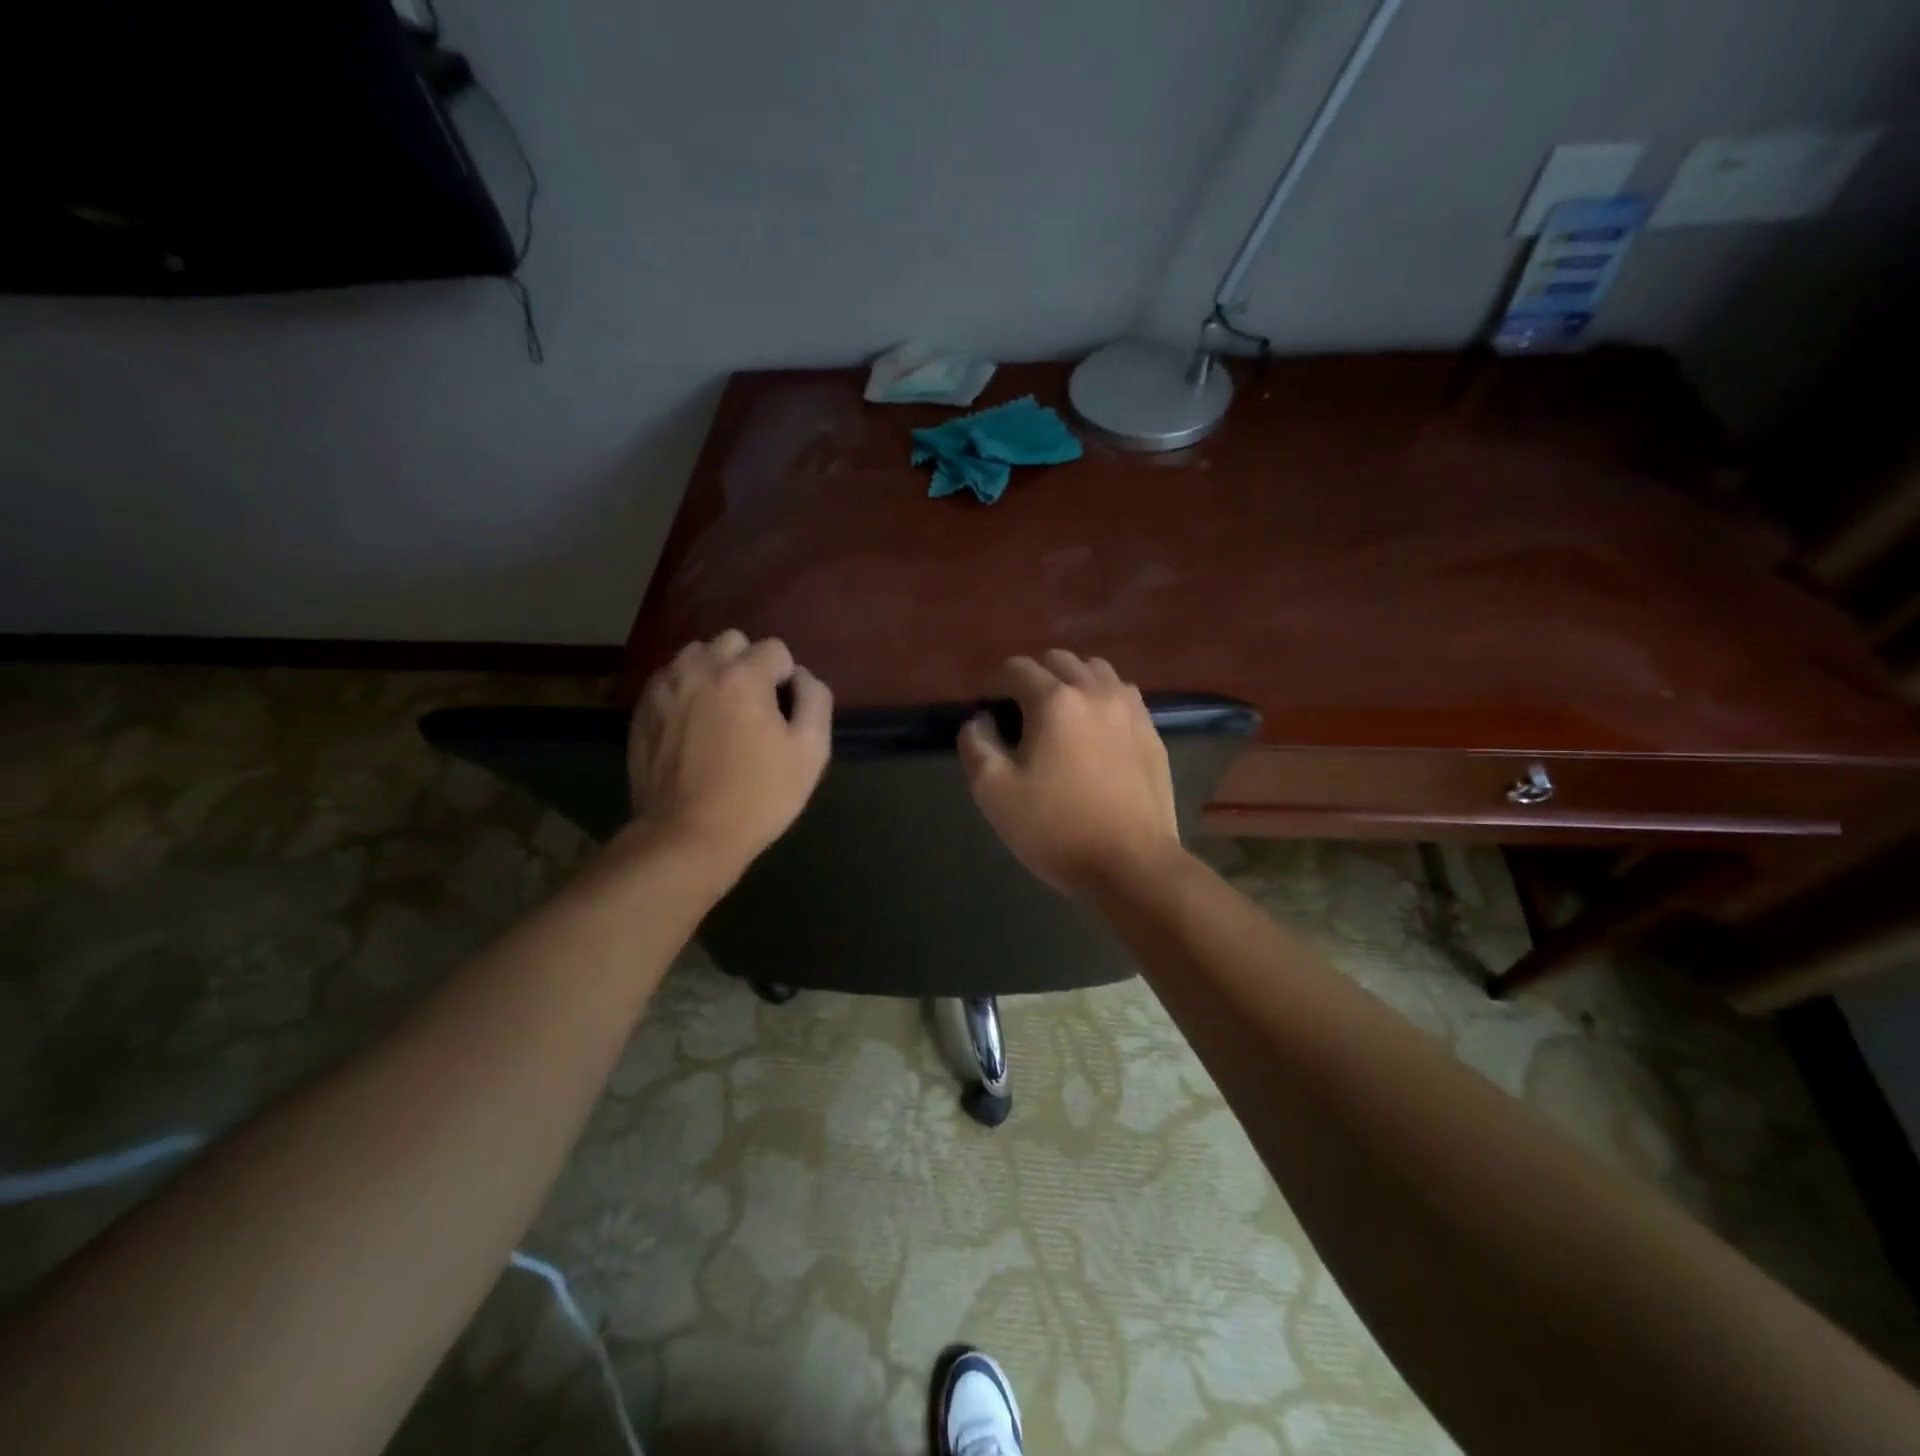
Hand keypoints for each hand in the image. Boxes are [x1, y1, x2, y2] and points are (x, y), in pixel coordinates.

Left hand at [627, 631, 831, 876]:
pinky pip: (669, 680)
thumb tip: (801, 676)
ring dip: (714, 672)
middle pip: (732, 641)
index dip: (786, 679)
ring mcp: (664, 688)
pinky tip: (693, 726)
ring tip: (720, 711)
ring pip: (696, 655)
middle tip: (753, 708)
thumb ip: (815, 700)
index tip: (783, 714)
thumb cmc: (758, 796)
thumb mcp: (810, 752)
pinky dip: (685, 690)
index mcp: (743, 676)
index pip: (776, 649)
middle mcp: (699, 669)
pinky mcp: (641, 710)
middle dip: (748, 665)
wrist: (687, 835)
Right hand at [958, 650, 1179, 896]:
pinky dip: (1100, 700)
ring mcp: (1130, 709)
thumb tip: (981, 721)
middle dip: (1033, 679)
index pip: (1015, 668)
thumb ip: (976, 745)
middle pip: (1057, 661)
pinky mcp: (1151, 732)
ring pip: (1094, 671)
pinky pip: (1121, 695)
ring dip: (1070, 683)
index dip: (994, 688)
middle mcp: (1095, 691)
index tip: (990, 718)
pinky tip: (1094, 735)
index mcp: (1054, 700)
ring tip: (1060, 720)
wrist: (1132, 865)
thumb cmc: (1056, 829)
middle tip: (1022, 719)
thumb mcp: (993, 792)